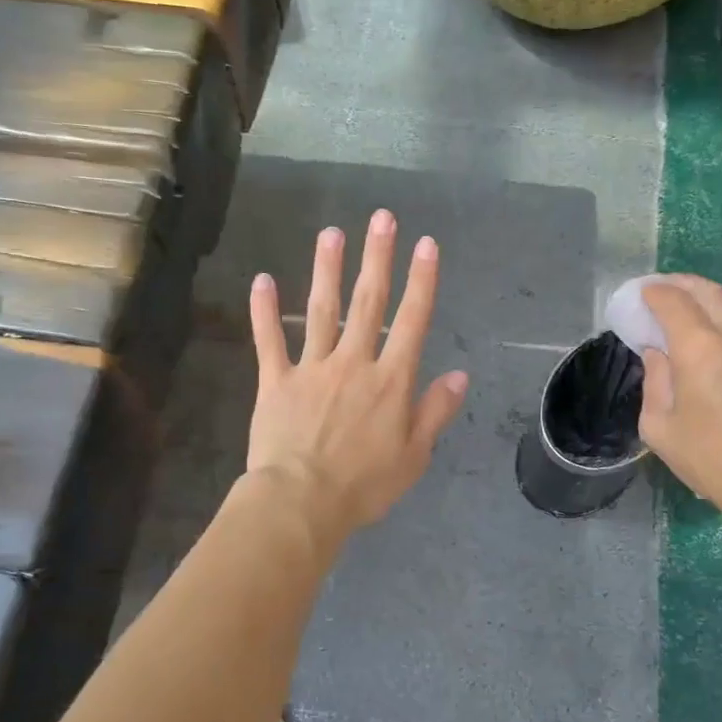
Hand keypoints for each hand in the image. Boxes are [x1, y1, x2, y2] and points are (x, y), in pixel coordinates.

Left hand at [246, 210, 468, 543]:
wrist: (301, 502)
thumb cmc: (364, 485)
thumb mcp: (414, 455)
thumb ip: (435, 411)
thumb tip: (460, 375)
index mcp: (390, 381)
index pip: (411, 321)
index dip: (421, 281)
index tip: (426, 244)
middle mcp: (353, 363)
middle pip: (368, 302)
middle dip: (377, 257)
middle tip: (381, 218)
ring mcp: (312, 368)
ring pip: (321, 310)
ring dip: (328, 270)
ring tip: (331, 233)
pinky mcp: (276, 381)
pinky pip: (269, 341)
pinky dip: (264, 311)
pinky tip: (261, 280)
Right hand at [637, 276, 721, 531]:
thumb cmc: (712, 460)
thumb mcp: (660, 428)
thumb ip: (654, 381)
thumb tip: (659, 354)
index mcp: (700, 349)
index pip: (673, 300)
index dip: (654, 293)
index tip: (643, 295)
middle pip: (708, 291)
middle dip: (682, 286)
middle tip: (666, 292)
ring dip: (713, 305)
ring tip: (697, 316)